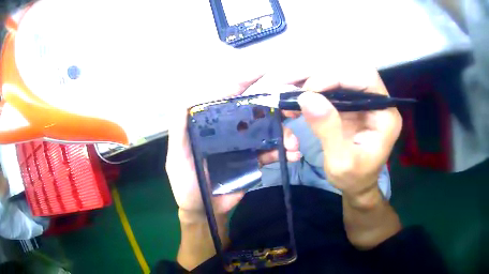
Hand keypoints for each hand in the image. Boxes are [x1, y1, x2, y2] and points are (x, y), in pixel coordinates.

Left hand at [165, 77, 301, 219]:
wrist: (204, 210)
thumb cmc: (186, 183)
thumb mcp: (176, 156)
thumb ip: (178, 129)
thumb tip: (187, 98)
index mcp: (211, 122)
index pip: (227, 94)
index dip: (243, 80)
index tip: (263, 70)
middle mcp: (229, 128)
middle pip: (254, 109)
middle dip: (274, 106)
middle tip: (291, 108)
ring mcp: (244, 144)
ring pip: (267, 130)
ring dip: (284, 133)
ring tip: (294, 143)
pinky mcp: (254, 160)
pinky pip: (272, 151)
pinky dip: (285, 151)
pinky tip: (293, 155)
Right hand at [295, 68, 401, 205]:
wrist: (357, 185)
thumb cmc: (354, 178)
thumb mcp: (341, 162)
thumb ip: (329, 131)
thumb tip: (307, 98)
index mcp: (385, 114)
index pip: (365, 78)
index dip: (338, 76)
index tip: (310, 89)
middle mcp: (376, 101)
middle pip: (350, 70)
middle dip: (319, 73)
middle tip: (290, 82)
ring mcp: (362, 99)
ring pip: (337, 74)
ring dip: (310, 78)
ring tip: (287, 88)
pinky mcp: (349, 102)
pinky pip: (329, 86)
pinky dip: (310, 88)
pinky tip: (295, 97)